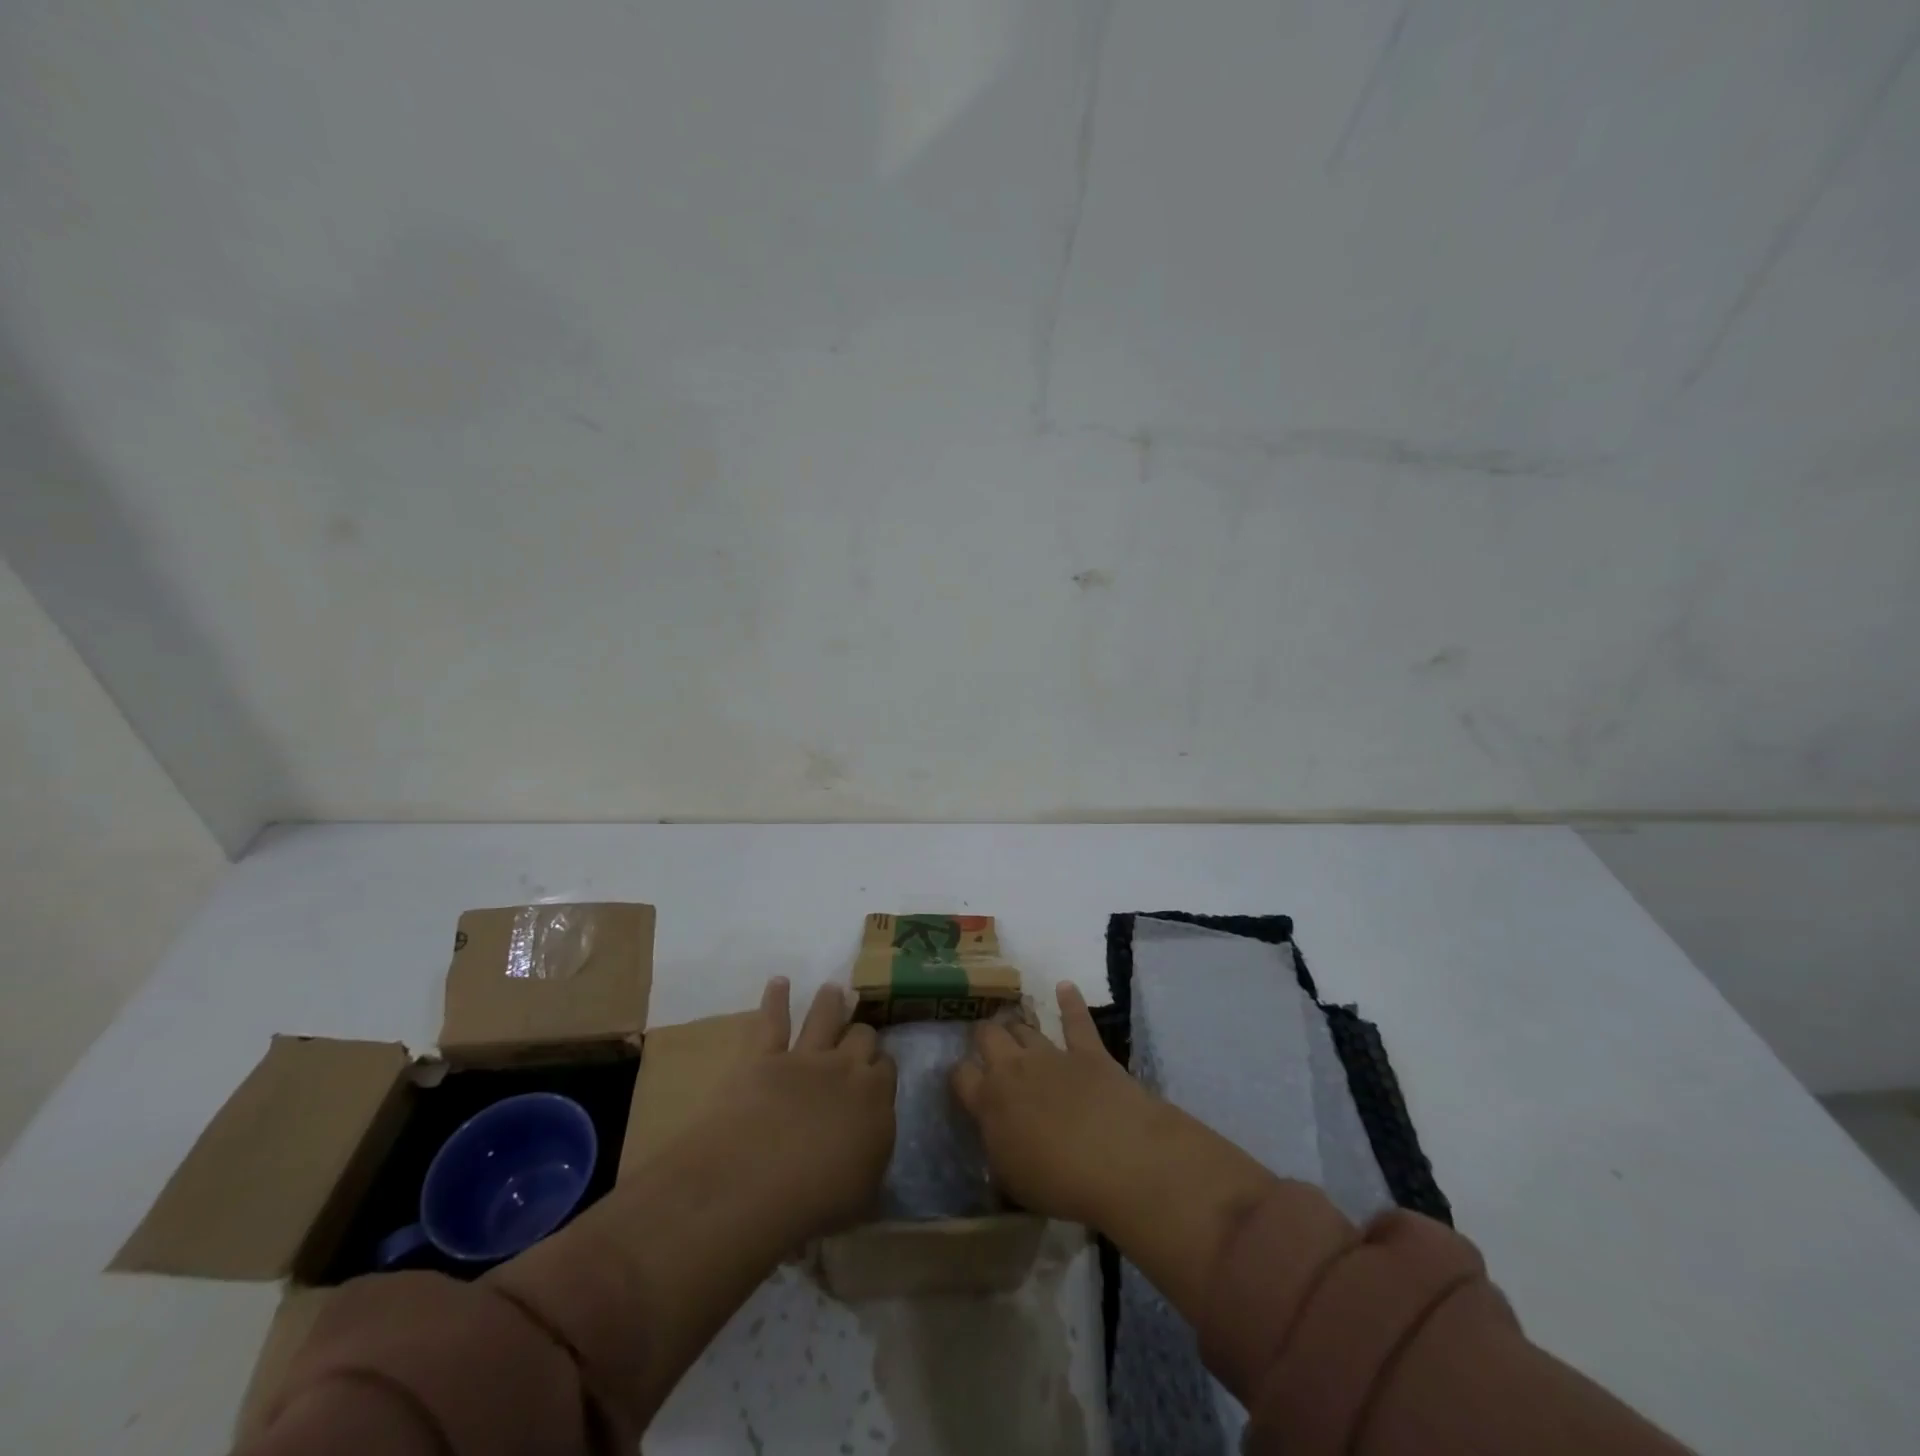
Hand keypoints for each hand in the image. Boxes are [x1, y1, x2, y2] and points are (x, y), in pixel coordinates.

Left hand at [696, 977, 896, 1240]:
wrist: (755, 1182)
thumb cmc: (815, 1203)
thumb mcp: (863, 1197)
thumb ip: (873, 1161)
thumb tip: (872, 1149)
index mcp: (876, 1102)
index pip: (887, 1071)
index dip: (880, 1069)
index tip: (876, 1074)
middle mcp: (846, 1070)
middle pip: (862, 1037)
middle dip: (861, 1034)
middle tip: (858, 1034)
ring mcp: (805, 1057)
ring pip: (825, 1017)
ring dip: (830, 1002)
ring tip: (833, 989)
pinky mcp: (764, 1055)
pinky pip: (773, 1019)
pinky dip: (776, 998)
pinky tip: (779, 982)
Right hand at [950, 981, 1164, 1225]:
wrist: (1118, 1160)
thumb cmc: (1059, 1183)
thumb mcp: (1012, 1181)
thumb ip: (998, 1150)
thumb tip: (995, 1136)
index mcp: (989, 1102)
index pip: (961, 1075)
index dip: (960, 1075)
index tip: (964, 1080)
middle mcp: (1014, 1069)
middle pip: (989, 1036)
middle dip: (985, 1037)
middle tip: (987, 1045)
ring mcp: (1051, 1055)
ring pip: (1024, 1027)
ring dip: (1018, 1026)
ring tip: (1016, 1027)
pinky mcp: (1088, 1051)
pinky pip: (1076, 1020)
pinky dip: (1070, 1001)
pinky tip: (1065, 987)